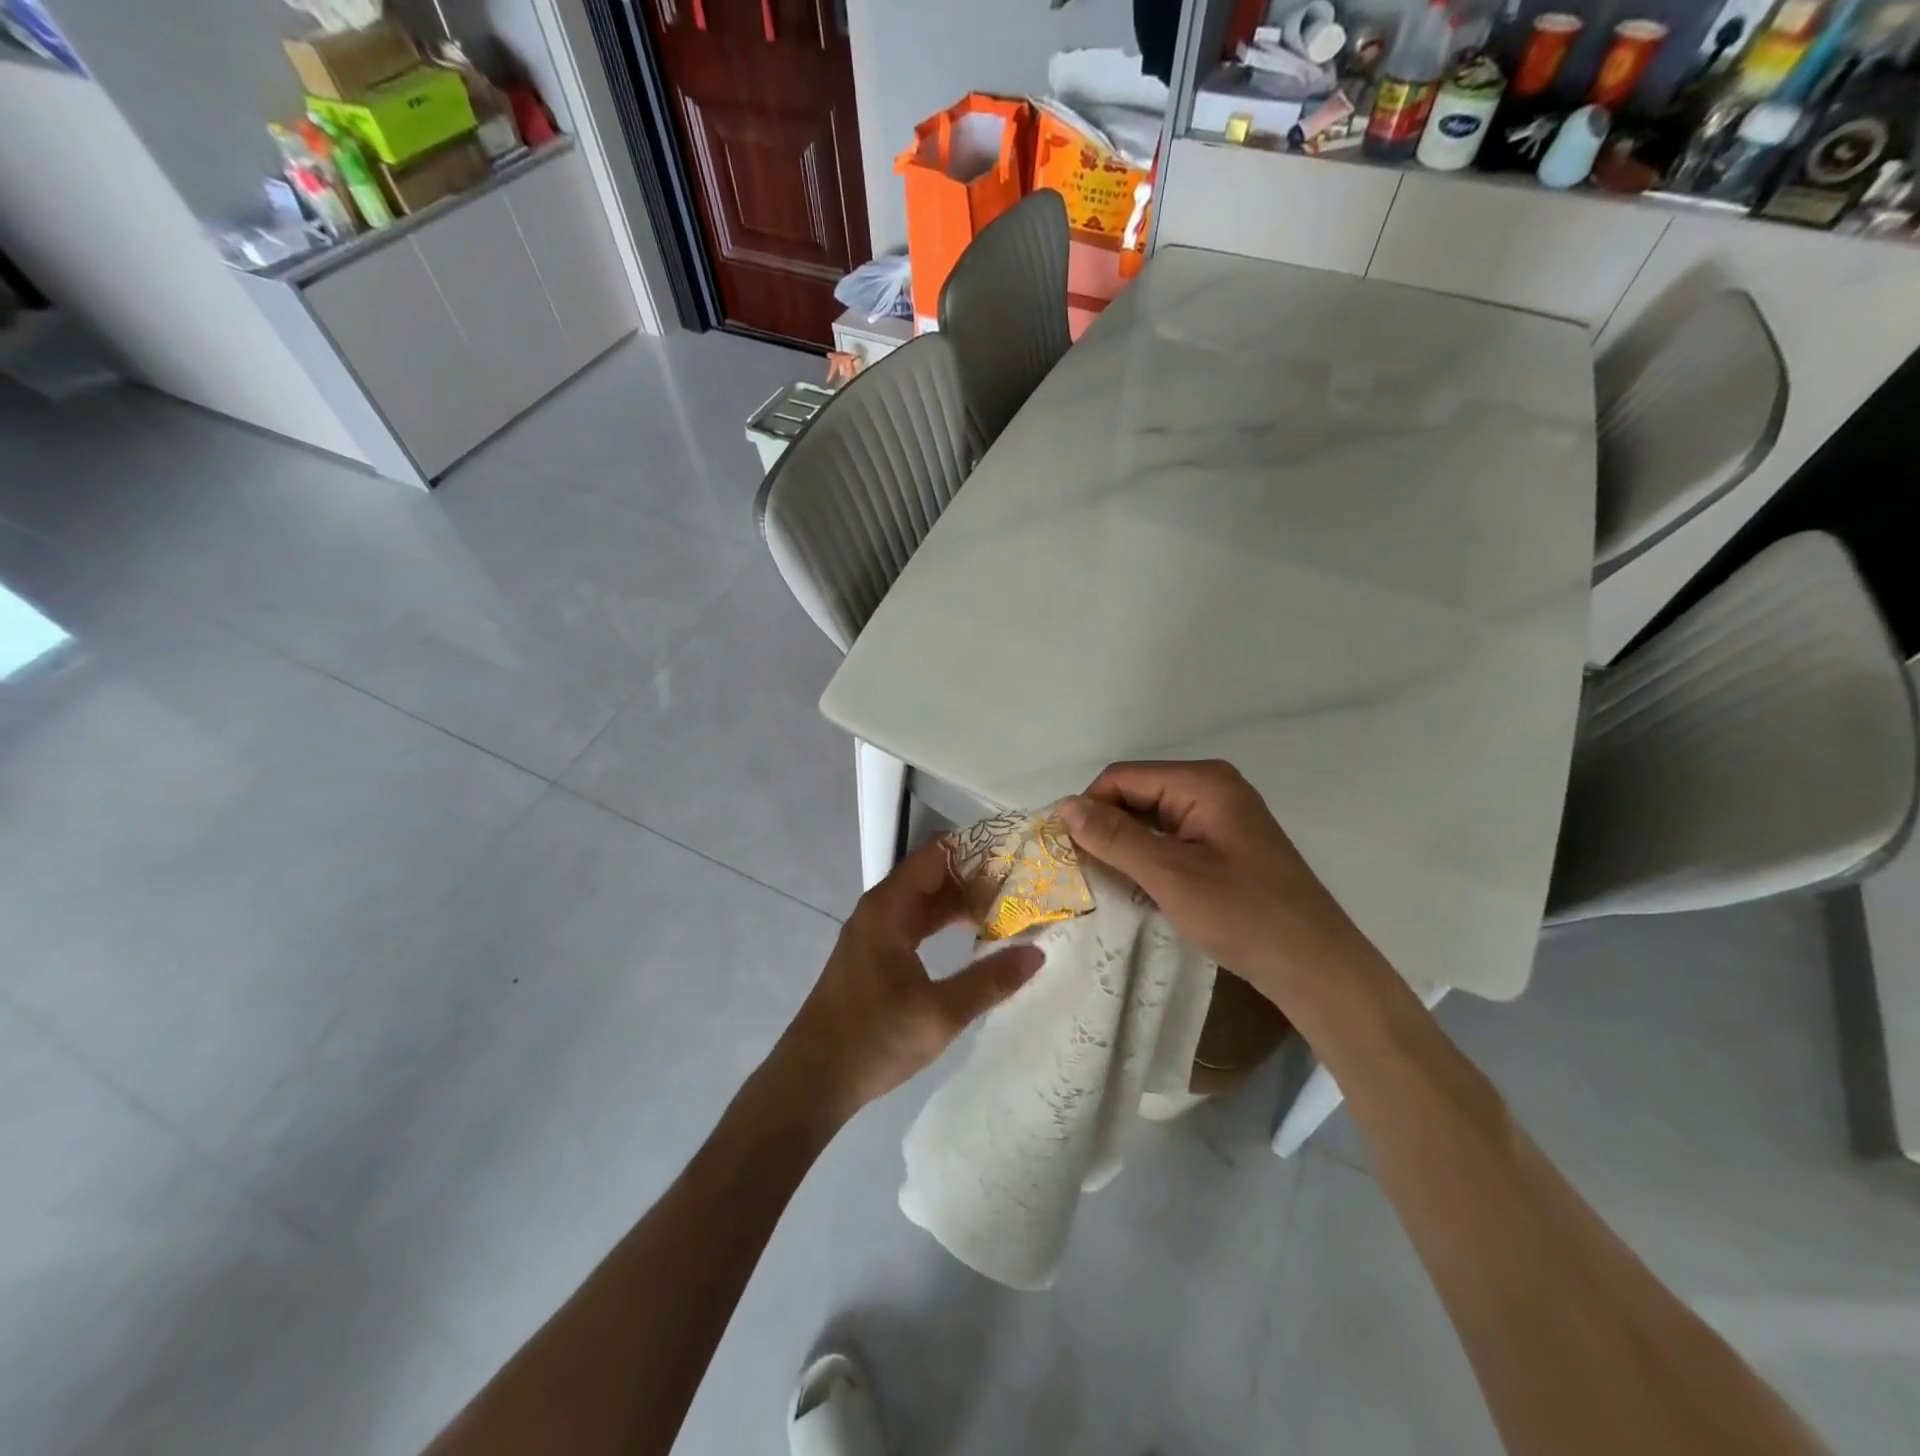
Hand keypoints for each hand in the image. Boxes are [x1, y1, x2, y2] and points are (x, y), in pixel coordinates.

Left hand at [772, 837, 1042, 1121]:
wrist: (811, 1080)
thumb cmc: (873, 1039)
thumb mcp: (940, 1013)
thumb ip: (990, 981)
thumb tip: (1036, 952)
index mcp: (889, 908)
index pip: (937, 854)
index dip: (976, 850)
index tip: (1017, 856)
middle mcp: (879, 909)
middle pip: (931, 874)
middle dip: (975, 876)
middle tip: (1022, 884)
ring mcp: (873, 932)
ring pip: (923, 900)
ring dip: (960, 900)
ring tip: (1007, 906)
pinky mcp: (872, 954)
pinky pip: (914, 922)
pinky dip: (943, 921)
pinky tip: (972, 935)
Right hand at [1058, 760, 1378, 1013]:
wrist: (1315, 967)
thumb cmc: (1244, 915)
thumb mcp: (1170, 875)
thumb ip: (1115, 837)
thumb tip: (1065, 806)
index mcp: (1203, 782)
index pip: (1122, 778)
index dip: (1089, 809)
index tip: (1067, 852)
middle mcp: (1212, 788)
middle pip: (1136, 794)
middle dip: (1106, 828)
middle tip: (1081, 871)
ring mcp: (1221, 816)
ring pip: (1151, 818)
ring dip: (1125, 846)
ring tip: (1104, 881)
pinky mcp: (1225, 844)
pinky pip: (1171, 837)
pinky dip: (1148, 857)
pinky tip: (1137, 886)